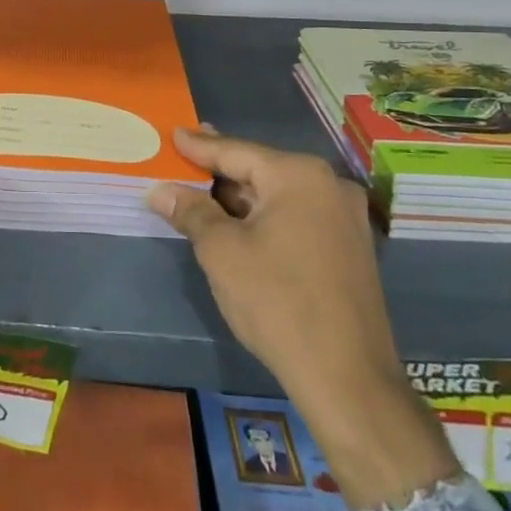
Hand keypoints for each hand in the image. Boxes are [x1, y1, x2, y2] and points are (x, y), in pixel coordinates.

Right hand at [146, 127, 458, 509]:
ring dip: (241, 197)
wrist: (347, 377)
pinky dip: (265, 216)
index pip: (236, 152)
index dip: (199, 145)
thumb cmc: (276, 301)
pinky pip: (297, 216)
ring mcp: (346, 218)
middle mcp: (329, 185)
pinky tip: (239, 224)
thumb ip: (190, 211)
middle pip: (260, 169)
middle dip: (220, 171)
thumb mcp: (221, 252)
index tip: (174, 132)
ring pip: (279, 195)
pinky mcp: (350, 248)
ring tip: (203, 191)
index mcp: (299, 176)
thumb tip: (159, 190)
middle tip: (185, 157)